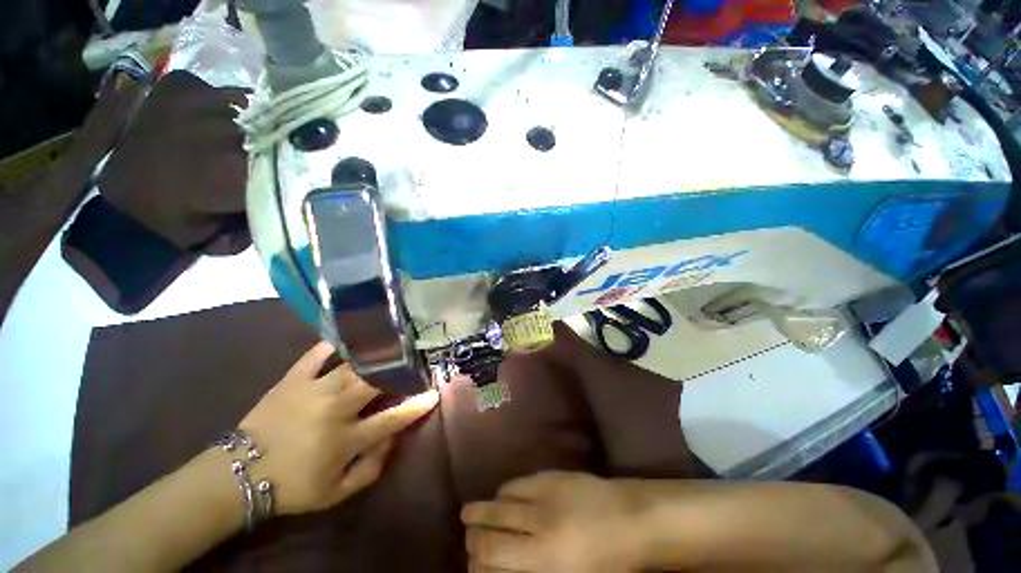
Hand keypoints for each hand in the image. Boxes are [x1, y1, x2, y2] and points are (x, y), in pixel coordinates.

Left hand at [238, 341, 438, 514]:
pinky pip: (316, 355)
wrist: (238, 475)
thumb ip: (370, 468)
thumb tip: (391, 439)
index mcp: (346, 439)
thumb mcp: (336, 493)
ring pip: (353, 365)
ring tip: (392, 342)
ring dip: (376, 354)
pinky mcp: (293, 379)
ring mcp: (314, 390)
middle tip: (414, 359)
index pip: (392, 419)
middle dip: (400, 369)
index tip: (433, 393)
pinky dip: (333, 344)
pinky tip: (350, 335)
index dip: (416, 406)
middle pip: (376, 382)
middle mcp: (335, 409)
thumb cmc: (292, 486)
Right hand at [462, 472, 642, 571]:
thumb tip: (500, 568)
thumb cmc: (605, 562)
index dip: (476, 560)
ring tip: (473, 513)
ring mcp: (545, 496)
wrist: (630, 518)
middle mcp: (539, 526)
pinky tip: (502, 496)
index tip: (470, 562)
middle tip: (467, 536)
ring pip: (501, 500)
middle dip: (473, 533)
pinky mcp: (551, 476)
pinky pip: (518, 482)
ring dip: (484, 509)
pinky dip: (504, 491)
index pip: (493, 558)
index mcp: (545, 561)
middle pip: (492, 527)